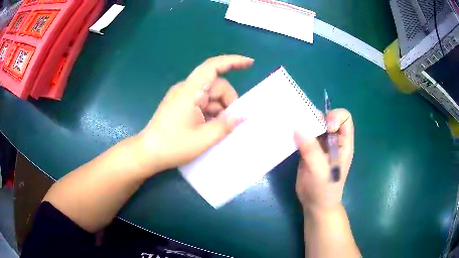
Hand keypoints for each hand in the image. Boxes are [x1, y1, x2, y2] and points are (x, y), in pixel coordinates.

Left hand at [134, 55, 253, 174]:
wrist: (148, 153)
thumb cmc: (173, 146)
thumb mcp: (203, 139)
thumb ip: (226, 125)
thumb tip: (244, 115)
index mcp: (190, 91)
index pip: (212, 67)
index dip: (232, 62)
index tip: (250, 63)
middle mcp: (186, 89)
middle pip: (215, 85)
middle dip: (228, 100)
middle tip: (233, 122)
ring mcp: (183, 97)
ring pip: (210, 95)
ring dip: (220, 109)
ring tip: (221, 129)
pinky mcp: (181, 105)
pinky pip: (202, 103)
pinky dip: (211, 112)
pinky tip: (212, 127)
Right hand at [294, 108, 353, 213]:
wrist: (315, 204)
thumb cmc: (324, 189)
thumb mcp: (320, 170)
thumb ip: (311, 150)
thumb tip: (297, 128)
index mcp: (343, 143)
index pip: (344, 118)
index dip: (335, 117)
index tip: (325, 127)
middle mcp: (333, 140)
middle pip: (327, 118)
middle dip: (316, 117)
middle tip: (302, 123)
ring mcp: (320, 145)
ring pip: (313, 125)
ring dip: (304, 123)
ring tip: (292, 125)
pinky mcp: (308, 150)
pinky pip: (303, 135)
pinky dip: (296, 132)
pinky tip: (288, 134)